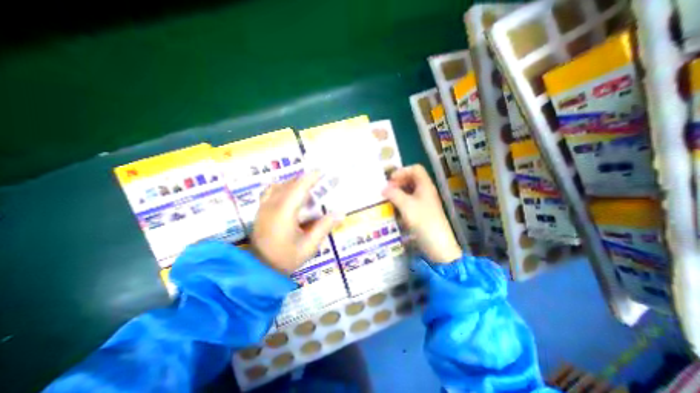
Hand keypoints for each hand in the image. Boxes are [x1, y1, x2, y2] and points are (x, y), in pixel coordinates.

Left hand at [253, 173, 343, 275]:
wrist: (258, 269)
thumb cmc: (285, 259)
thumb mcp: (309, 246)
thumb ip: (324, 227)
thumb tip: (341, 213)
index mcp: (284, 214)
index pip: (298, 188)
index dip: (310, 178)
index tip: (321, 171)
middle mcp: (272, 206)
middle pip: (289, 184)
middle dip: (305, 179)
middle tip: (319, 181)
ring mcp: (263, 207)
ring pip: (279, 186)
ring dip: (294, 183)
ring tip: (307, 187)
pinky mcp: (260, 210)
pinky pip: (271, 191)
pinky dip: (283, 187)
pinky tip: (290, 193)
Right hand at [381, 164, 463, 261]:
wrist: (438, 245)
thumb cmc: (423, 221)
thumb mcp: (406, 206)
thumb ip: (394, 194)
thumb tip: (383, 189)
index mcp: (425, 186)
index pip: (415, 169)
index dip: (402, 171)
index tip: (391, 180)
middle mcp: (425, 191)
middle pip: (412, 179)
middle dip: (398, 182)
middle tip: (388, 190)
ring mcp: (424, 202)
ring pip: (410, 191)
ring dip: (398, 193)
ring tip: (388, 200)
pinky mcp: (421, 212)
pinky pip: (410, 202)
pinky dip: (401, 202)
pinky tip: (394, 209)